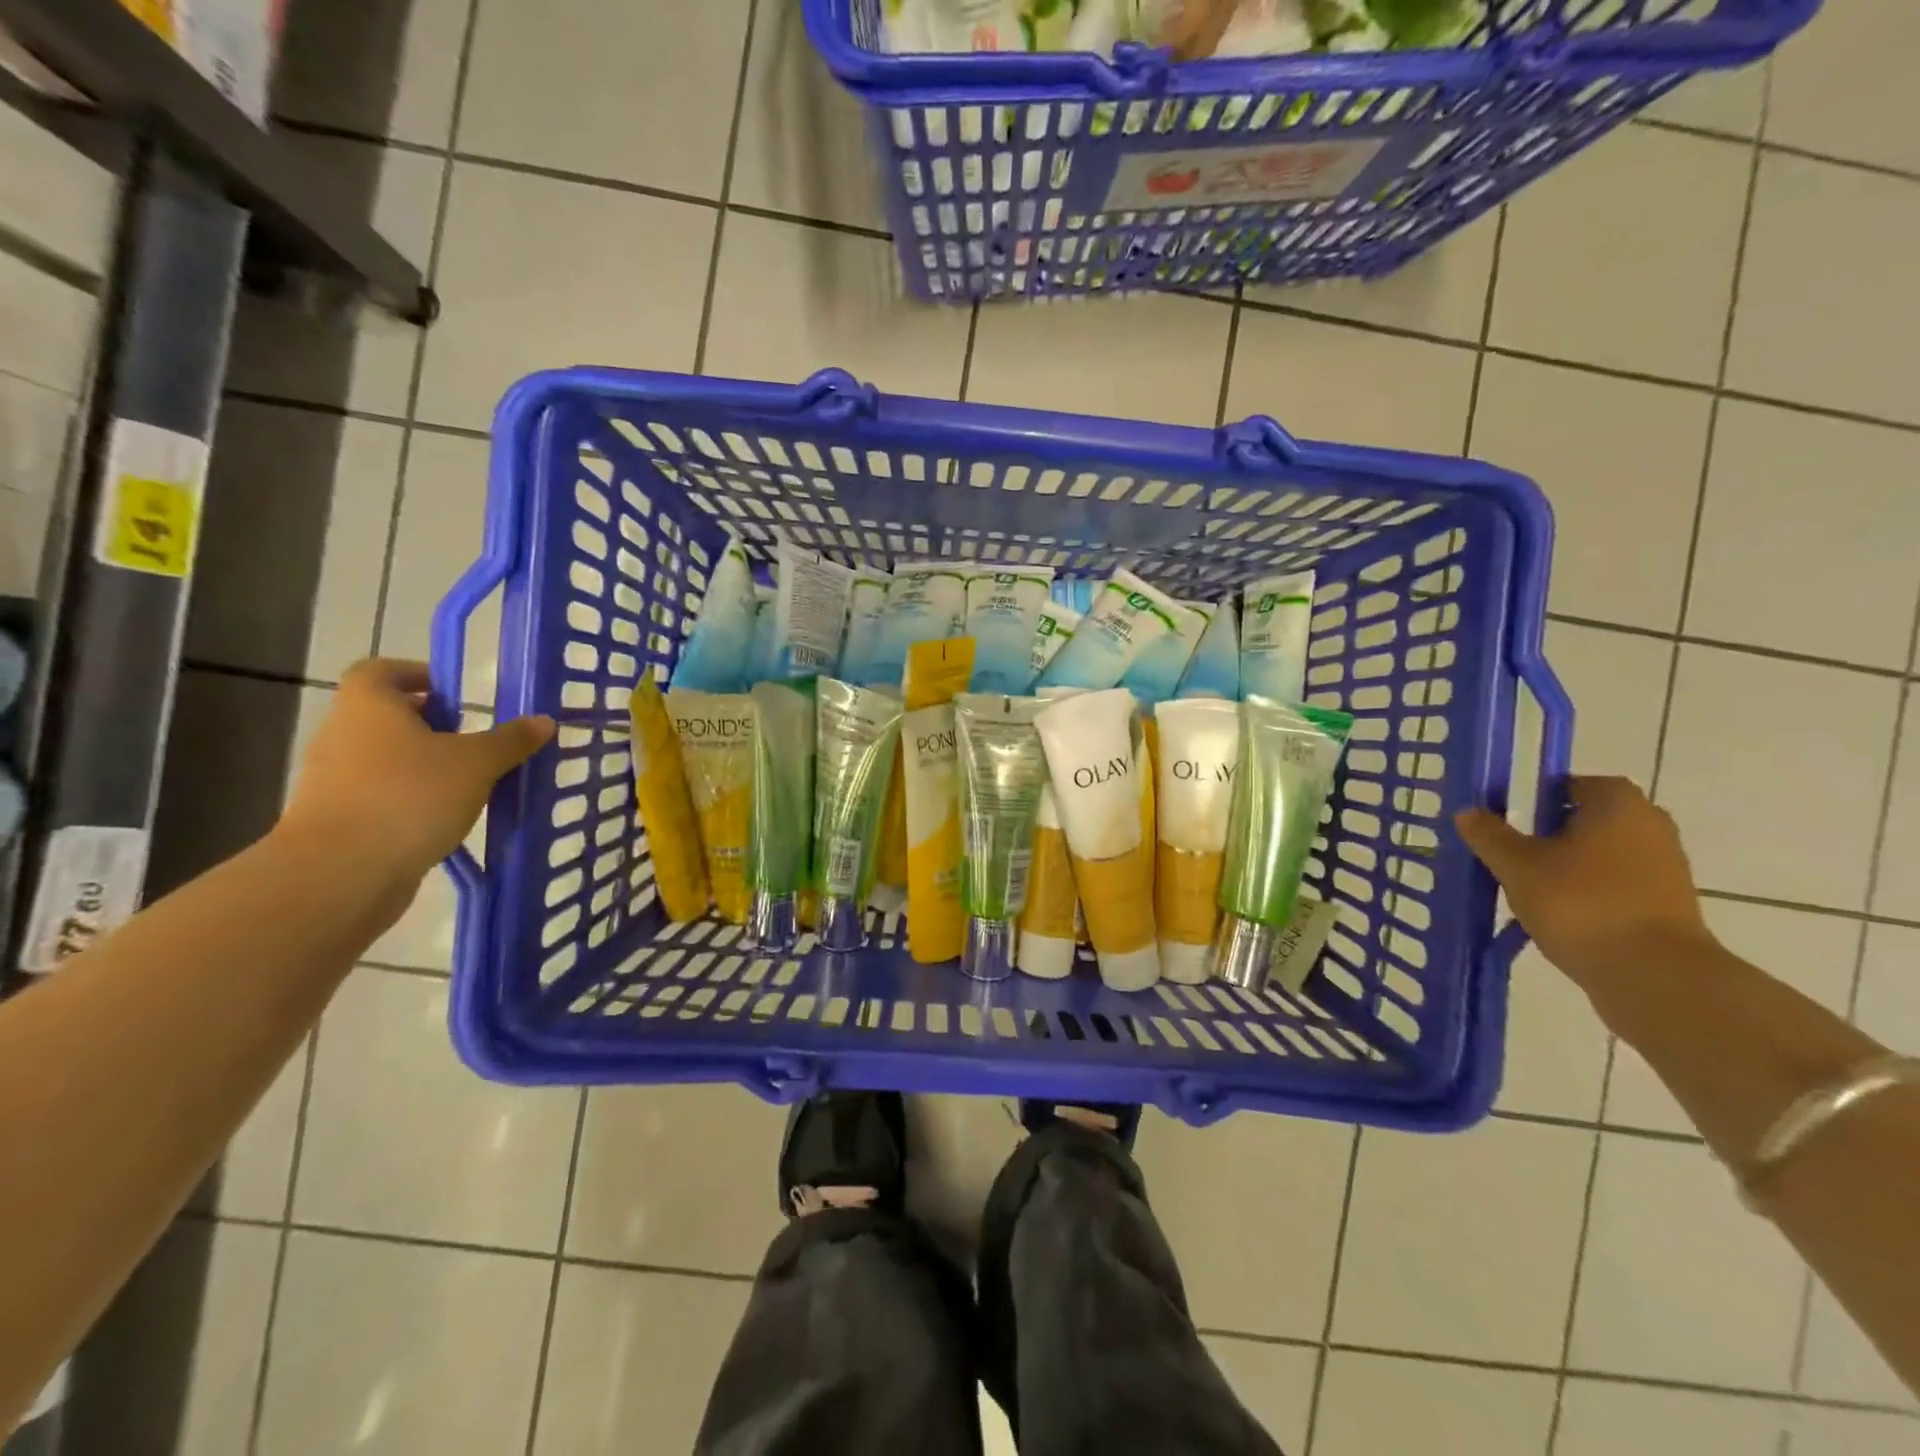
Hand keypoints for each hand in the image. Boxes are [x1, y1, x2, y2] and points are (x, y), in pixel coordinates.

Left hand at [277, 659, 553, 885]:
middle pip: (384, 716)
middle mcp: (342, 734)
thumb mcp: (477, 763)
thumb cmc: (409, 796)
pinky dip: (410, 798)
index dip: (415, 674)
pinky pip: (379, 794)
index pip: (381, 671)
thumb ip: (510, 740)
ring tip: (469, 781)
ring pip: (384, 758)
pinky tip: (445, 816)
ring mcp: (333, 779)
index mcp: (369, 706)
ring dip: (422, 763)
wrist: (340, 872)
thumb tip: (544, 721)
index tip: (453, 692)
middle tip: (474, 738)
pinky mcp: (337, 819)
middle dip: (430, 723)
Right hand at [1455, 775, 1713, 989]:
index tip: (1507, 820)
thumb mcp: (1516, 865)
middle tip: (1512, 853)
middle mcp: (1650, 826)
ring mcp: (1665, 867)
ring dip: (1568, 865)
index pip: (1570, 785)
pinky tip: (1557, 914)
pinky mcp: (1668, 905)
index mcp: (1617, 804)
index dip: (1535, 799)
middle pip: (1588, 820)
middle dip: (1550, 834)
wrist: (1653, 975)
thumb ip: (1489, 835)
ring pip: (1602, 854)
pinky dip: (1588, 892)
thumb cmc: (1579, 903)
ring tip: (1528, 888)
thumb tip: (1468, 812)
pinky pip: (1616, 885)